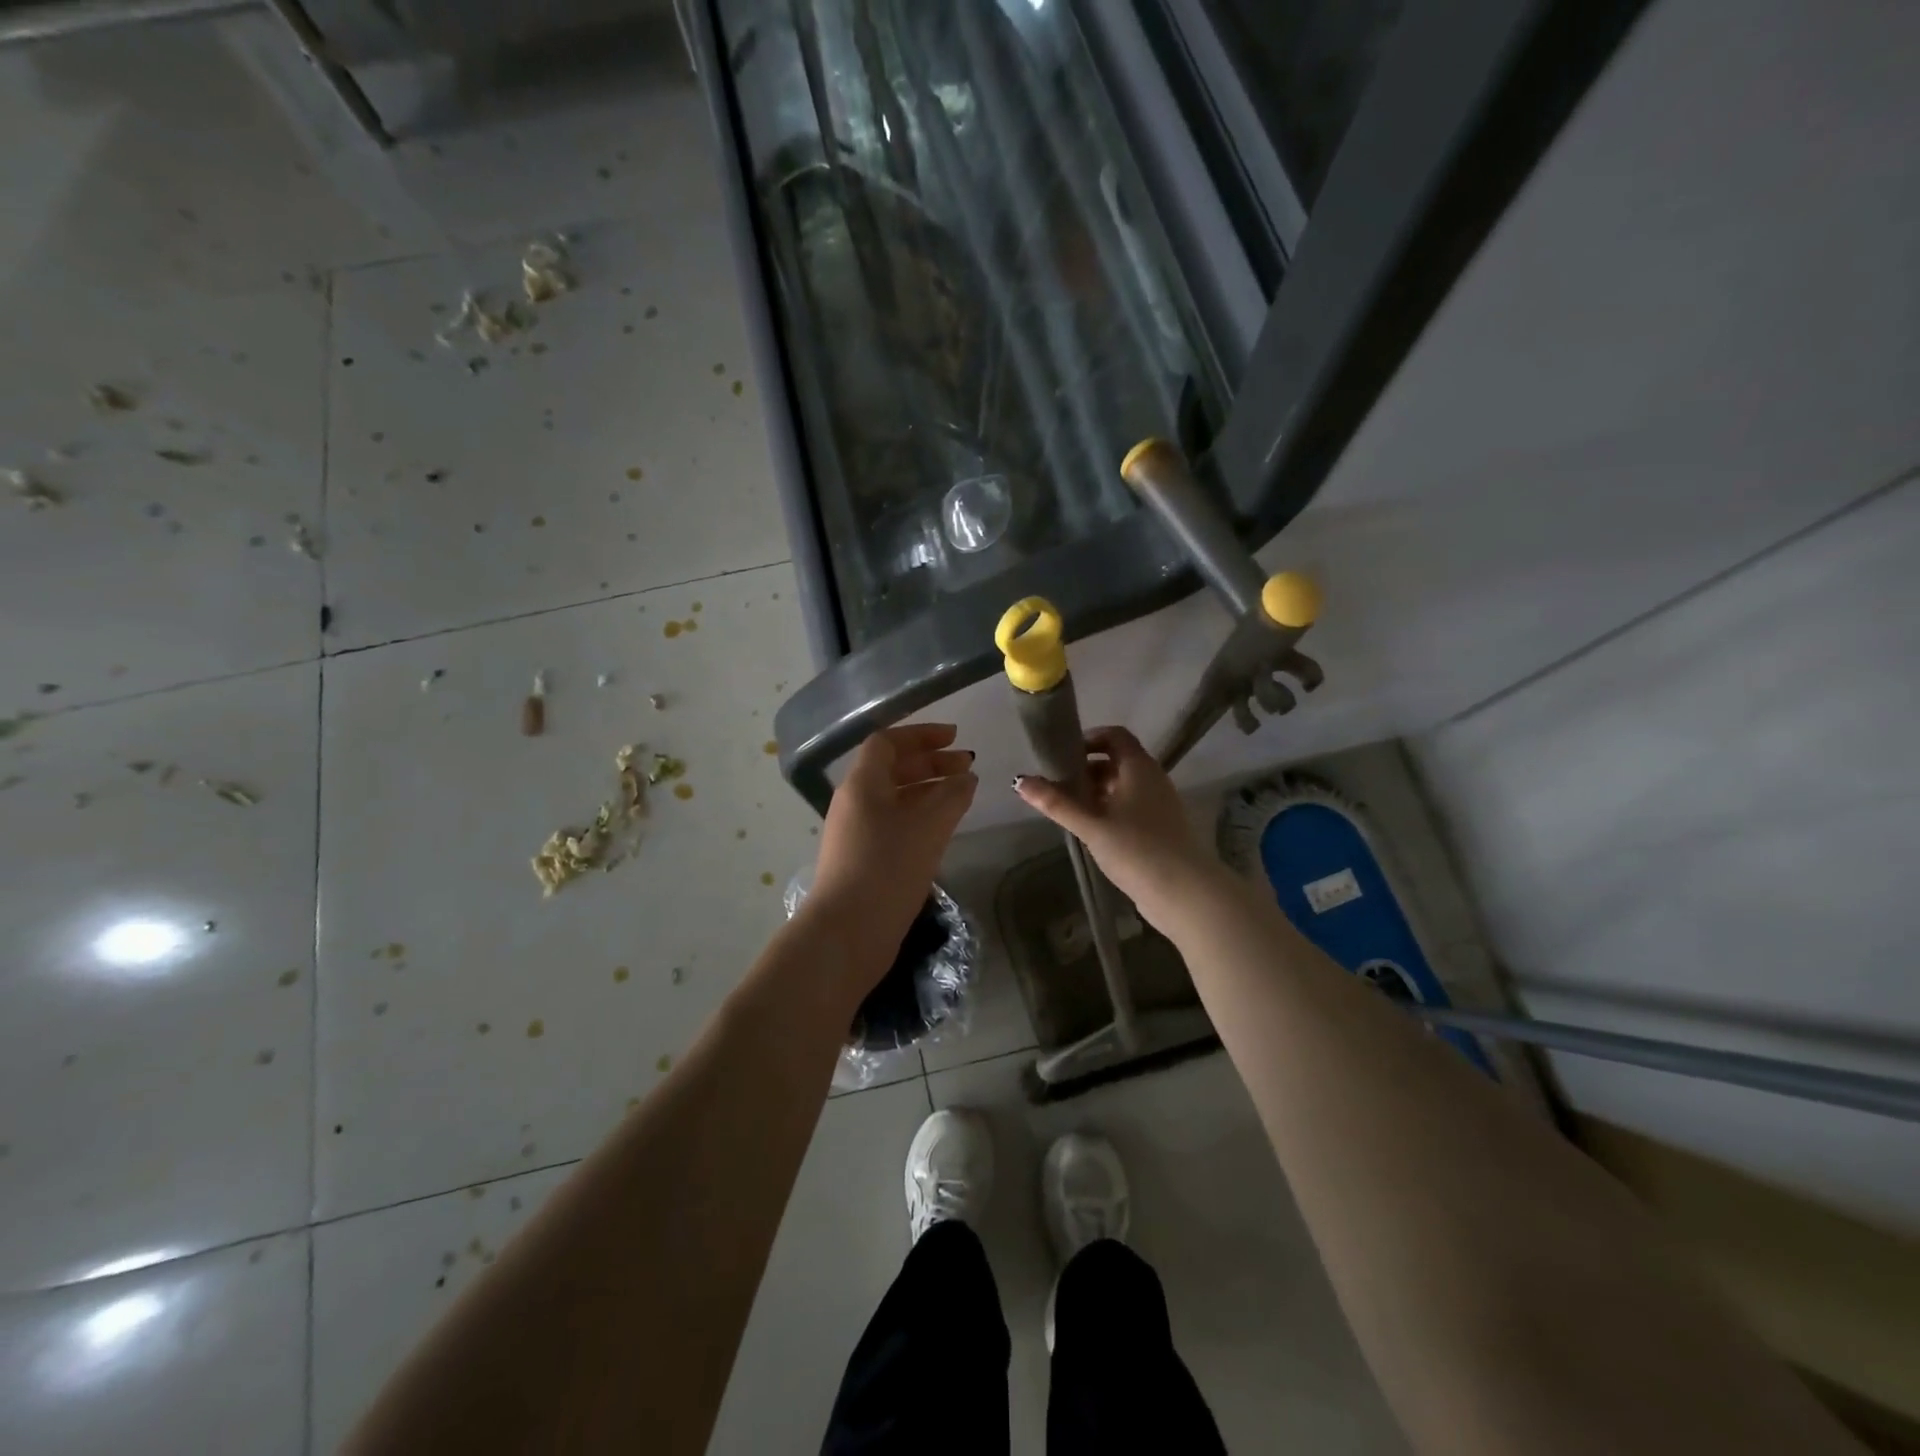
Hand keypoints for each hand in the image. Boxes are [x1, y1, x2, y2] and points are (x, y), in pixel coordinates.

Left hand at [806, 723, 977, 994]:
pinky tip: (942, 828)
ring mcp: (855, 831)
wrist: (848, 931)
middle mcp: (854, 801)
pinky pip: (892, 822)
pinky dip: (919, 815)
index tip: (954, 737)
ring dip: (927, 789)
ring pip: (894, 797)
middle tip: (966, 765)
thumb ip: (953, 795)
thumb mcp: (929, 826)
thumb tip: (967, 778)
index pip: (888, 742)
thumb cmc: (889, 867)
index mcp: (862, 783)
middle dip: (930, 762)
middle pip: (891, 768)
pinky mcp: (862, 858)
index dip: (921, 735)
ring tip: (961, 794)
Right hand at [1013, 726, 1225, 928]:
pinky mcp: (1160, 828)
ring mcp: (1159, 804)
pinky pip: (1130, 807)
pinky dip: (1109, 810)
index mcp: (1139, 767)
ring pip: (1123, 786)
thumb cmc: (1136, 849)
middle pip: (1116, 761)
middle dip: (1086, 770)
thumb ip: (1056, 803)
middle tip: (1057, 785)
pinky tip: (1090, 831)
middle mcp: (1152, 779)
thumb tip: (1019, 781)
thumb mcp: (1091, 825)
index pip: (1115, 736)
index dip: (1089, 739)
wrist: (1184, 893)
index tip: (1063, 755)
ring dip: (1096, 792)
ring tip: (1068, 809)